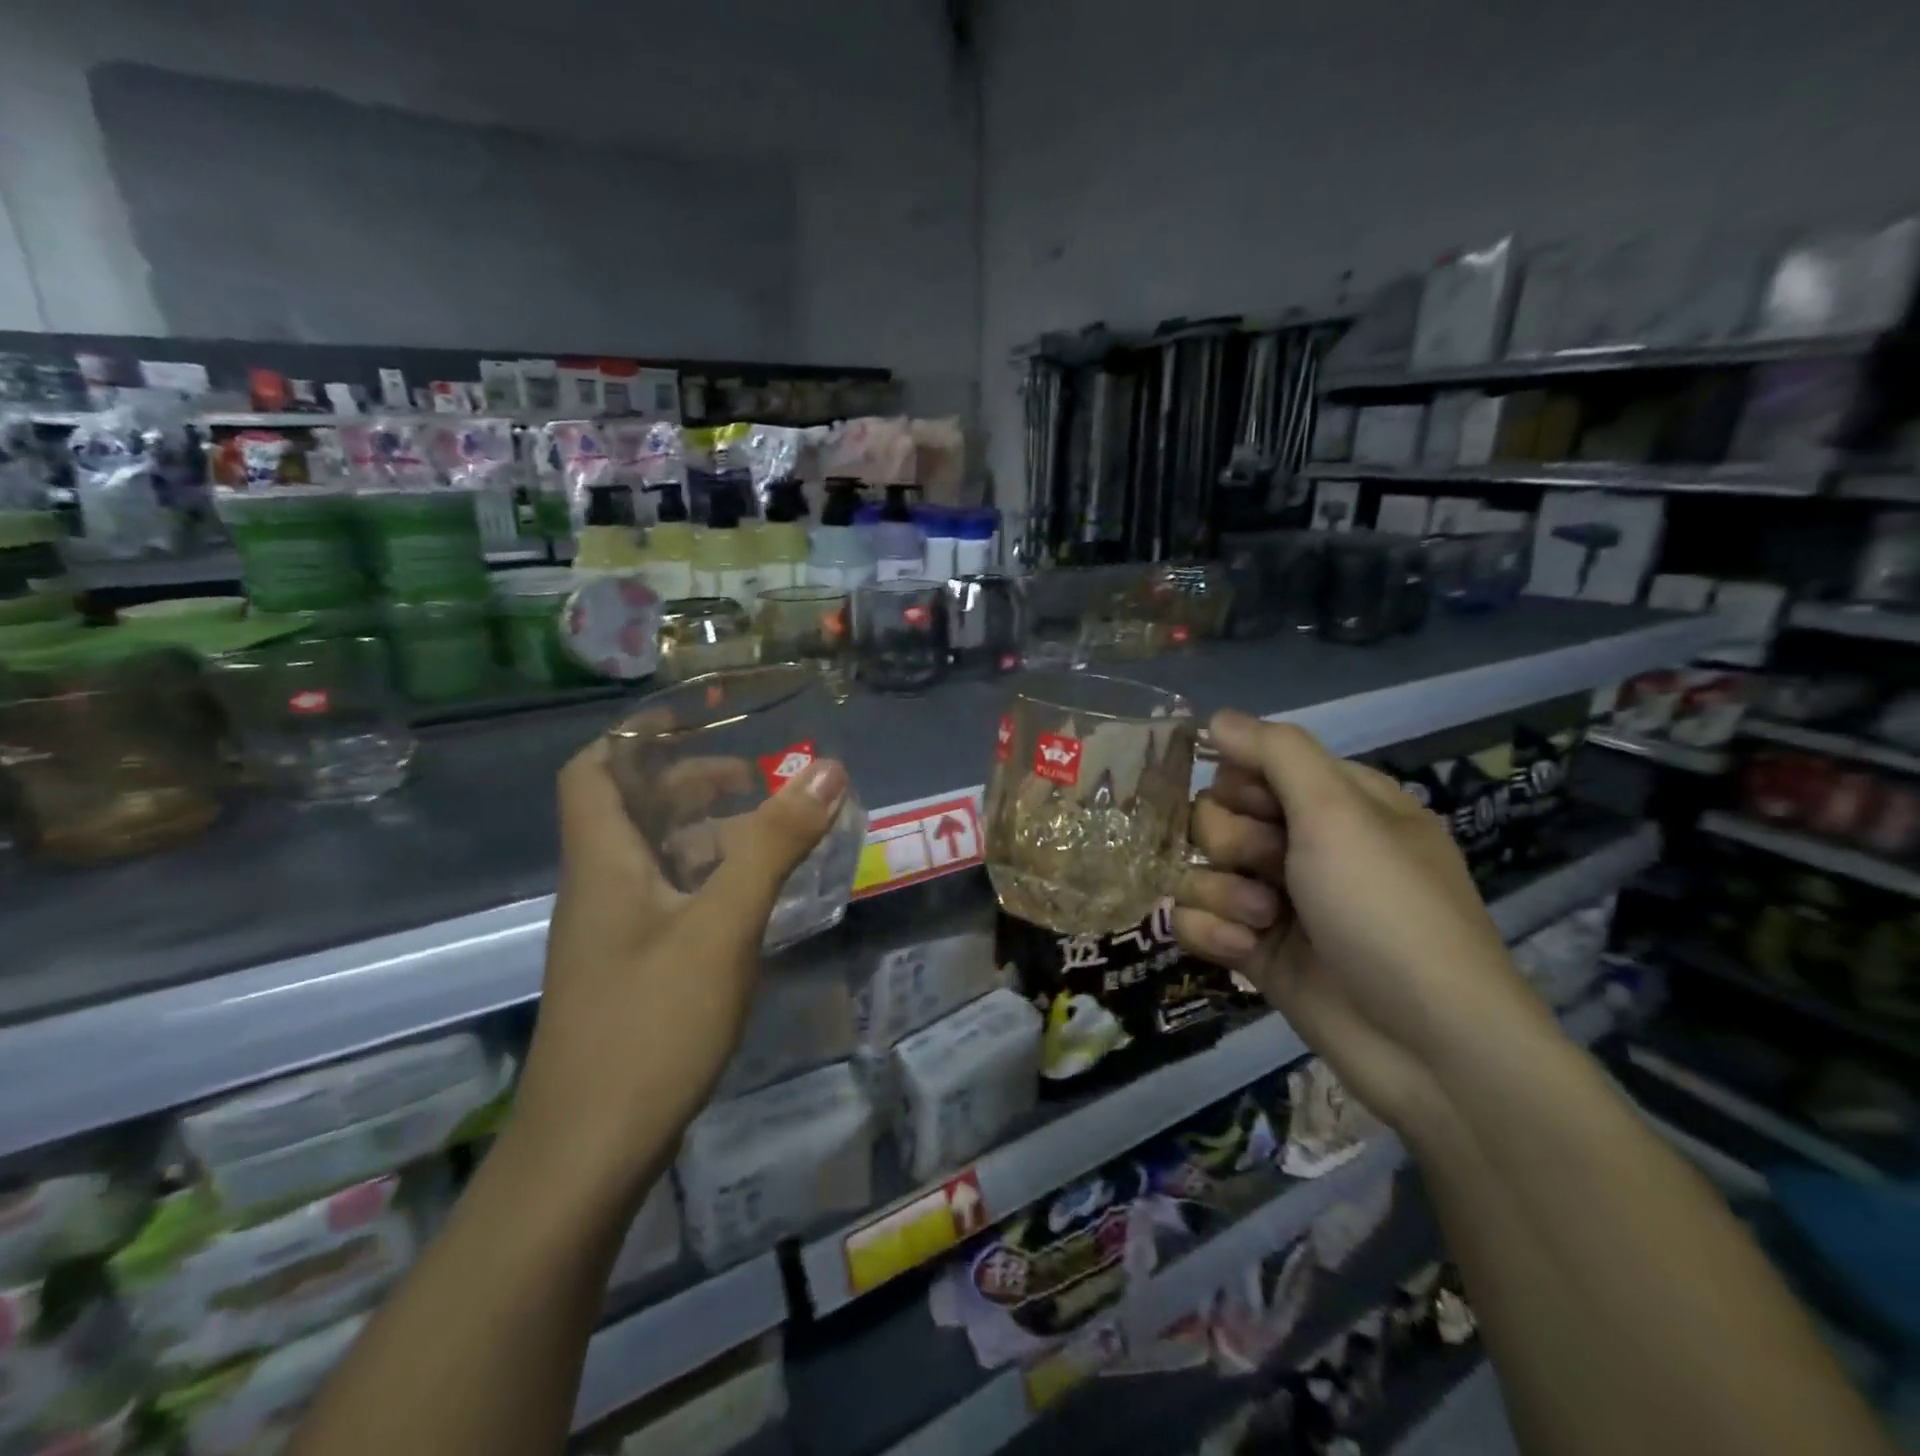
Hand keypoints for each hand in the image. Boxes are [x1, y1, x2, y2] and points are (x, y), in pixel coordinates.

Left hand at [513, 737, 849, 1203]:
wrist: (590, 1154)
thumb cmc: (651, 1025)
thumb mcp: (723, 925)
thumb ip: (774, 845)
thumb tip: (827, 769)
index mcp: (604, 863)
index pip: (594, 771)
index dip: (637, 736)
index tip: (695, 719)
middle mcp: (601, 889)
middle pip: (633, 810)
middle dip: (690, 783)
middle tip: (755, 778)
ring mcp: (615, 934)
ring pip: (656, 858)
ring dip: (706, 833)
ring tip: (770, 831)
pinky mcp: (633, 971)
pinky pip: (670, 900)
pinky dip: (709, 881)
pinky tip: (754, 898)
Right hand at [1174, 711, 1553, 1138]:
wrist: (1427, 1046)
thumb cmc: (1388, 911)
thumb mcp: (1340, 814)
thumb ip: (1276, 754)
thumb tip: (1217, 715)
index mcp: (1335, 803)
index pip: (1253, 766)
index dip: (1240, 783)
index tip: (1254, 804)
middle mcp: (1304, 846)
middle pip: (1216, 816)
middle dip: (1230, 842)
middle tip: (1268, 867)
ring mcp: (1277, 900)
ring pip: (1200, 868)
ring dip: (1222, 892)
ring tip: (1263, 923)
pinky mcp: (1256, 951)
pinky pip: (1198, 921)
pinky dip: (1213, 934)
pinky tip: (1244, 954)